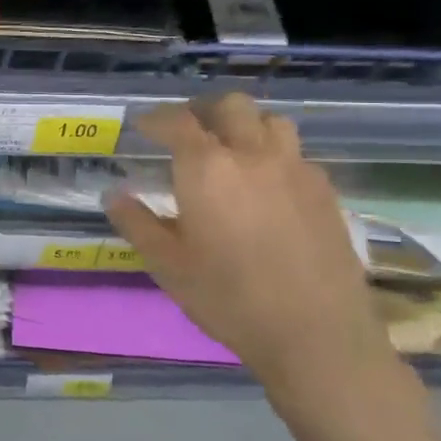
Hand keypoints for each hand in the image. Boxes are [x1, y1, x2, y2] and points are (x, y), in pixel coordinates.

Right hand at [104, 94, 396, 414]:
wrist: (316, 334)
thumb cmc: (228, 298)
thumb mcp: (166, 265)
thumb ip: (136, 223)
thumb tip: (114, 195)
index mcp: (206, 169)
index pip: (177, 122)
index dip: (156, 119)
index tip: (143, 127)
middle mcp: (253, 156)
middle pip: (230, 106)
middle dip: (203, 111)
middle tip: (187, 133)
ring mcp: (296, 170)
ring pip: (271, 122)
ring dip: (245, 127)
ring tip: (231, 152)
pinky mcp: (325, 192)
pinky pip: (296, 154)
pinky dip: (274, 155)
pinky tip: (267, 188)